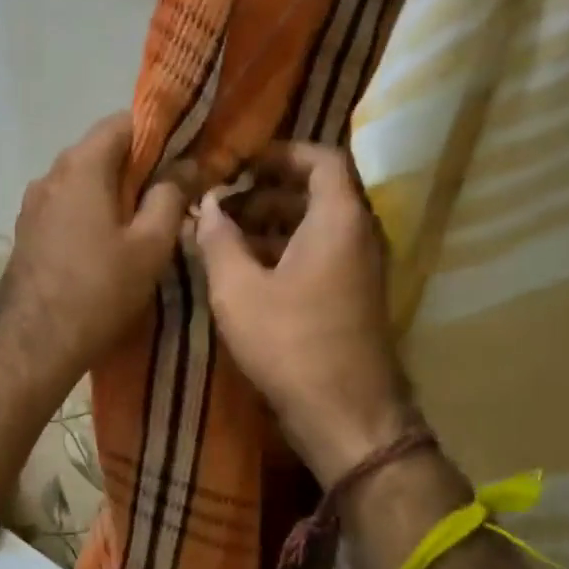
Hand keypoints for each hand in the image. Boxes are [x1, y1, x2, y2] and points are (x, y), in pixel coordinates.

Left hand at [0, 112, 192, 384]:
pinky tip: (109, 242)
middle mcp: (51, 174)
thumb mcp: (150, 245)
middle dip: (139, 165)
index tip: (186, 155)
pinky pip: (67, 206)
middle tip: (173, 191)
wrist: (35, 342)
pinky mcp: (28, 231)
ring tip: (144, 220)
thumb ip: (171, 196)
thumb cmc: (100, 289)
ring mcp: (33, 204)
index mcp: (82, 165)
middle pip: (101, 151)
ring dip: (114, 191)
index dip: (159, 132)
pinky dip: (91, 211)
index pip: (123, 122)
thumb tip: (187, 165)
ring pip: (83, 181)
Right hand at [193, 142, 411, 485]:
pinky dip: (284, 254)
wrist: (345, 415)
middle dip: (265, 193)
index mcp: (339, 219)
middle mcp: (358, 235)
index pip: (321, 159)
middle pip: (316, 193)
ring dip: (271, 225)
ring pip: (315, 228)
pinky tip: (244, 273)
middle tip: (221, 204)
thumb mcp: (239, 290)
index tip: (240, 162)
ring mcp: (359, 270)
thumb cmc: (291, 343)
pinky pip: (319, 257)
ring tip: (222, 238)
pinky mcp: (352, 299)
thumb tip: (209, 206)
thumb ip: (219, 239)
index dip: (280, 153)